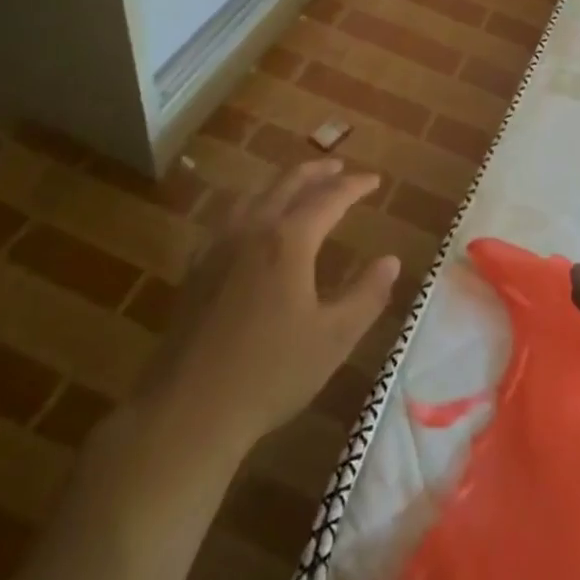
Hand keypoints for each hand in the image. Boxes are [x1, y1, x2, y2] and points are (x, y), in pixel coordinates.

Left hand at [131, 159, 399, 452]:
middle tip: (339, 168)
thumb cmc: (270, 374)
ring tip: (298, 185)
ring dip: (281, 183)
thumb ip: (367, 295)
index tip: (375, 181)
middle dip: (317, 172)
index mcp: (289, 241)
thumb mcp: (334, 338)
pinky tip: (249, 222)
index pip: (329, 198)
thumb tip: (391, 261)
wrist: (187, 411)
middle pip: (287, 184)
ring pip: (254, 195)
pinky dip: (249, 205)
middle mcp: (253, 230)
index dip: (355, 186)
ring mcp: (218, 247)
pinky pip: (227, 218)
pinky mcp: (196, 269)